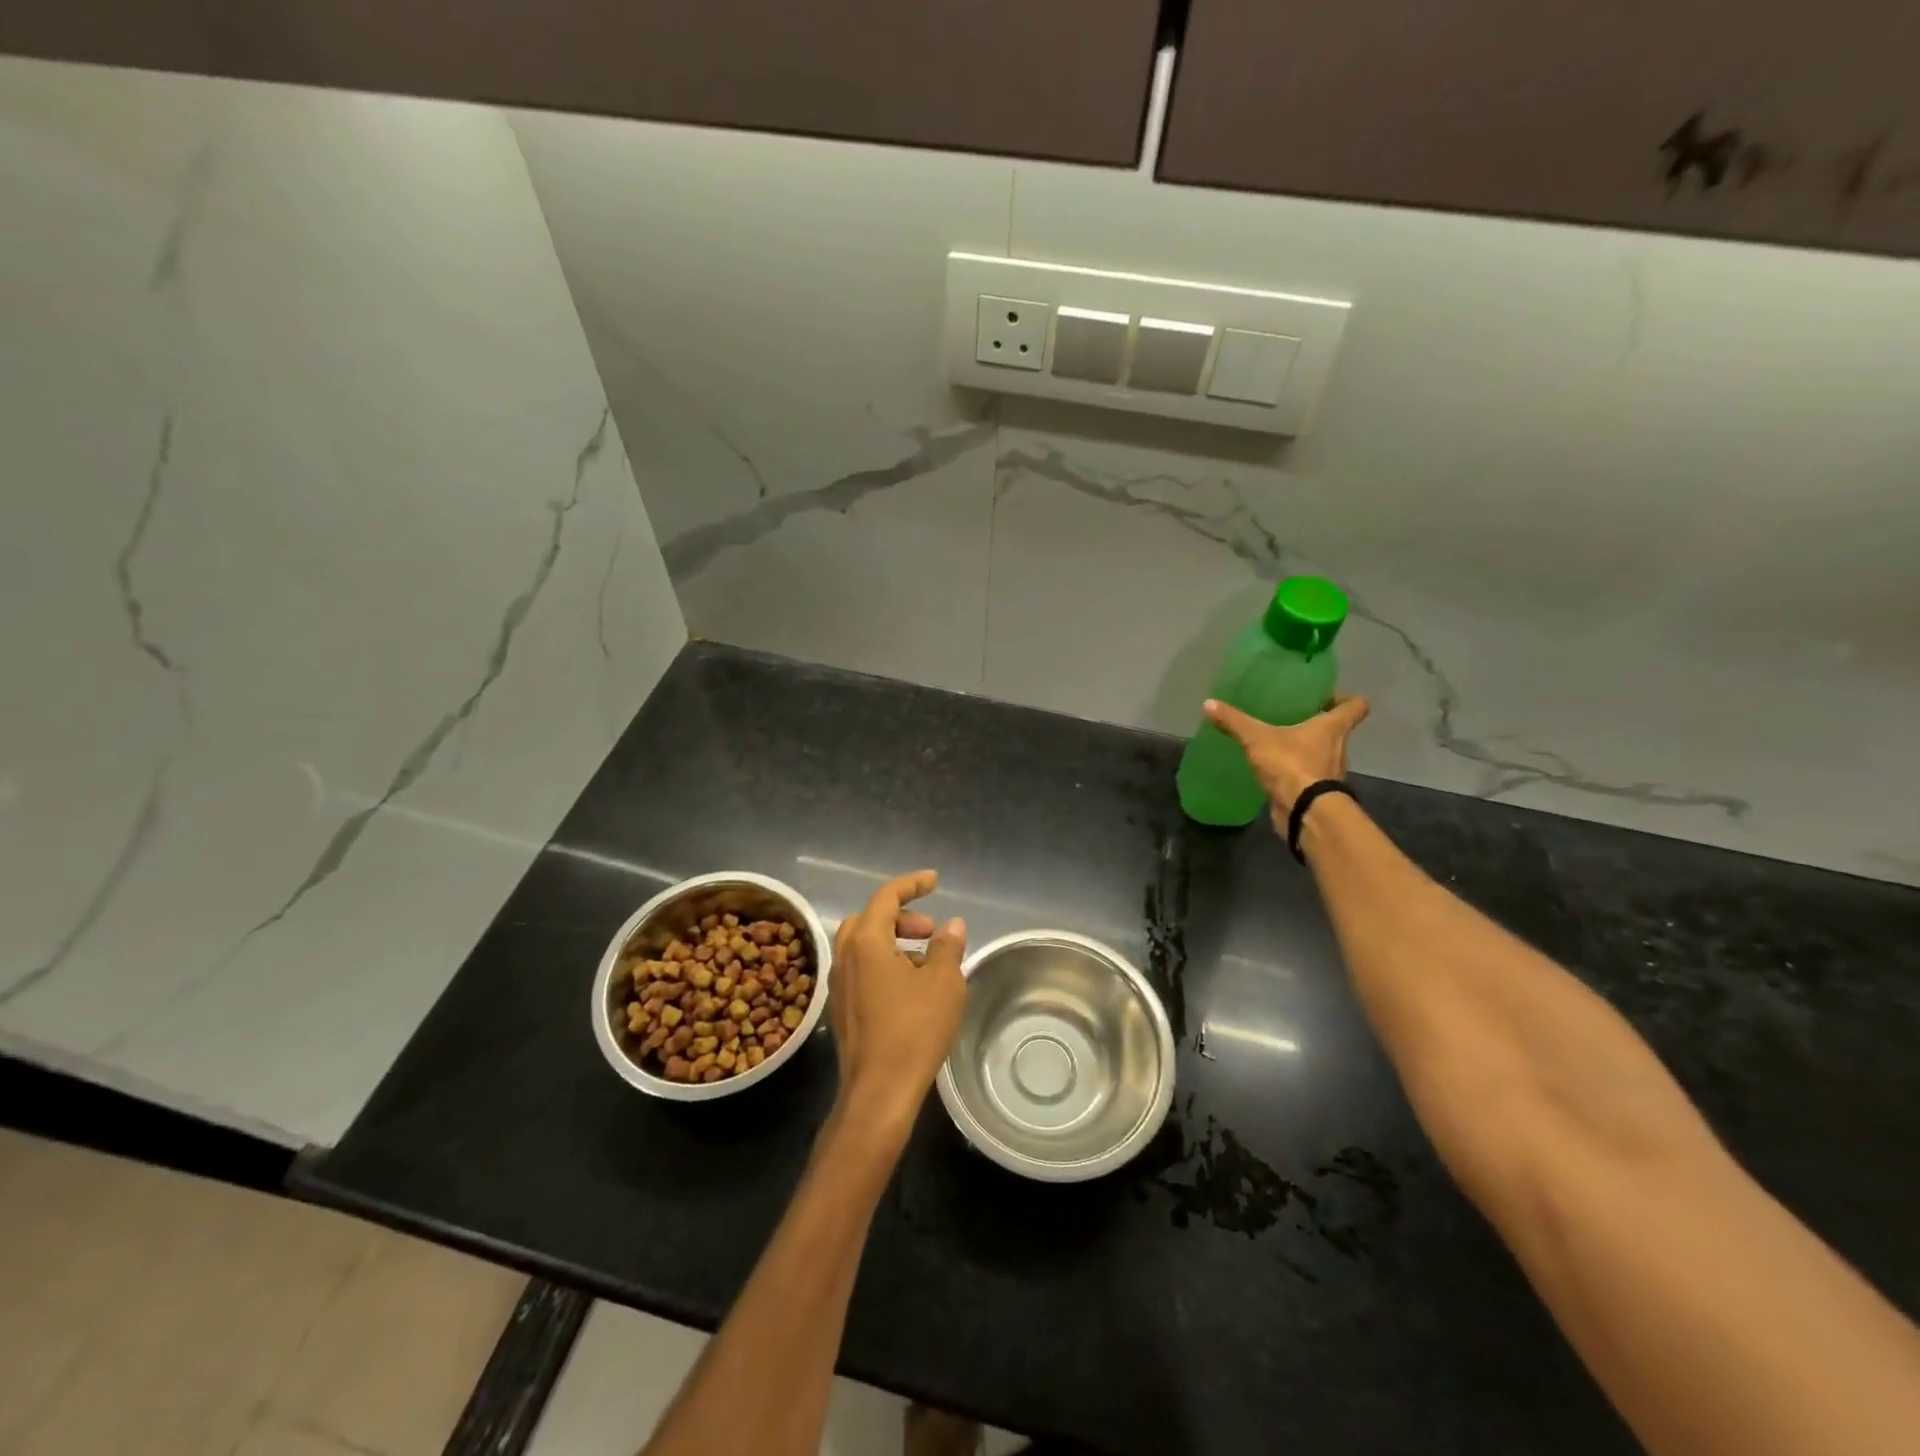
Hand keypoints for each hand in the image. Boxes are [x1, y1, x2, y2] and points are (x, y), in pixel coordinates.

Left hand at [829, 871, 966, 1136]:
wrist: (878, 1092)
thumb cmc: (913, 1030)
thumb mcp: (943, 983)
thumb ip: (948, 947)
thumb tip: (952, 926)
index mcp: (866, 941)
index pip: (887, 896)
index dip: (912, 884)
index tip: (935, 881)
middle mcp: (845, 957)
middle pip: (870, 919)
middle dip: (901, 917)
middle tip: (930, 931)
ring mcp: (840, 985)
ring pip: (864, 946)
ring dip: (894, 942)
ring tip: (927, 962)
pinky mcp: (843, 1010)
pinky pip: (862, 970)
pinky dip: (885, 965)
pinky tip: (911, 989)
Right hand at [1204, 693, 1369, 828]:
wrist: (1304, 812)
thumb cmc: (1291, 765)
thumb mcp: (1257, 738)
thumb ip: (1234, 721)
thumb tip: (1208, 703)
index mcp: (1332, 728)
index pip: (1355, 706)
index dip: (1346, 699)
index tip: (1326, 697)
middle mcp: (1339, 748)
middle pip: (1337, 730)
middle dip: (1318, 723)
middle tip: (1293, 716)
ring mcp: (1331, 772)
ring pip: (1324, 753)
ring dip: (1307, 749)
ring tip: (1280, 743)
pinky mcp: (1318, 792)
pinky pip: (1309, 775)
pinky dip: (1297, 772)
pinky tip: (1276, 770)